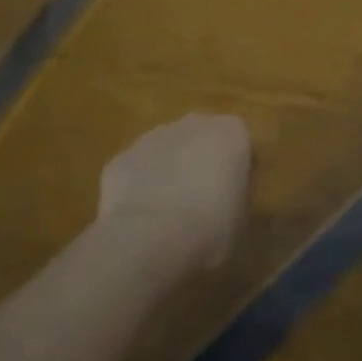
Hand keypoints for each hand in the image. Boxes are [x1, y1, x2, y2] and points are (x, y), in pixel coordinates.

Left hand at [97, 114, 252, 269]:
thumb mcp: (241, 215)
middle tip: (199, 199)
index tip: (231, 193)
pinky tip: (138, 218)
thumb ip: (235, 194)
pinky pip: (134, 170)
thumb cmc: (212, 225)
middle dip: (198, 160)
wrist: (151, 237)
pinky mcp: (120, 158)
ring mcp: (152, 137)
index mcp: (232, 131)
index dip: (234, 167)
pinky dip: (137, 187)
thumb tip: (224, 198)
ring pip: (165, 150)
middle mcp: (194, 123)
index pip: (239, 142)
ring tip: (166, 212)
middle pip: (199, 138)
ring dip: (166, 171)